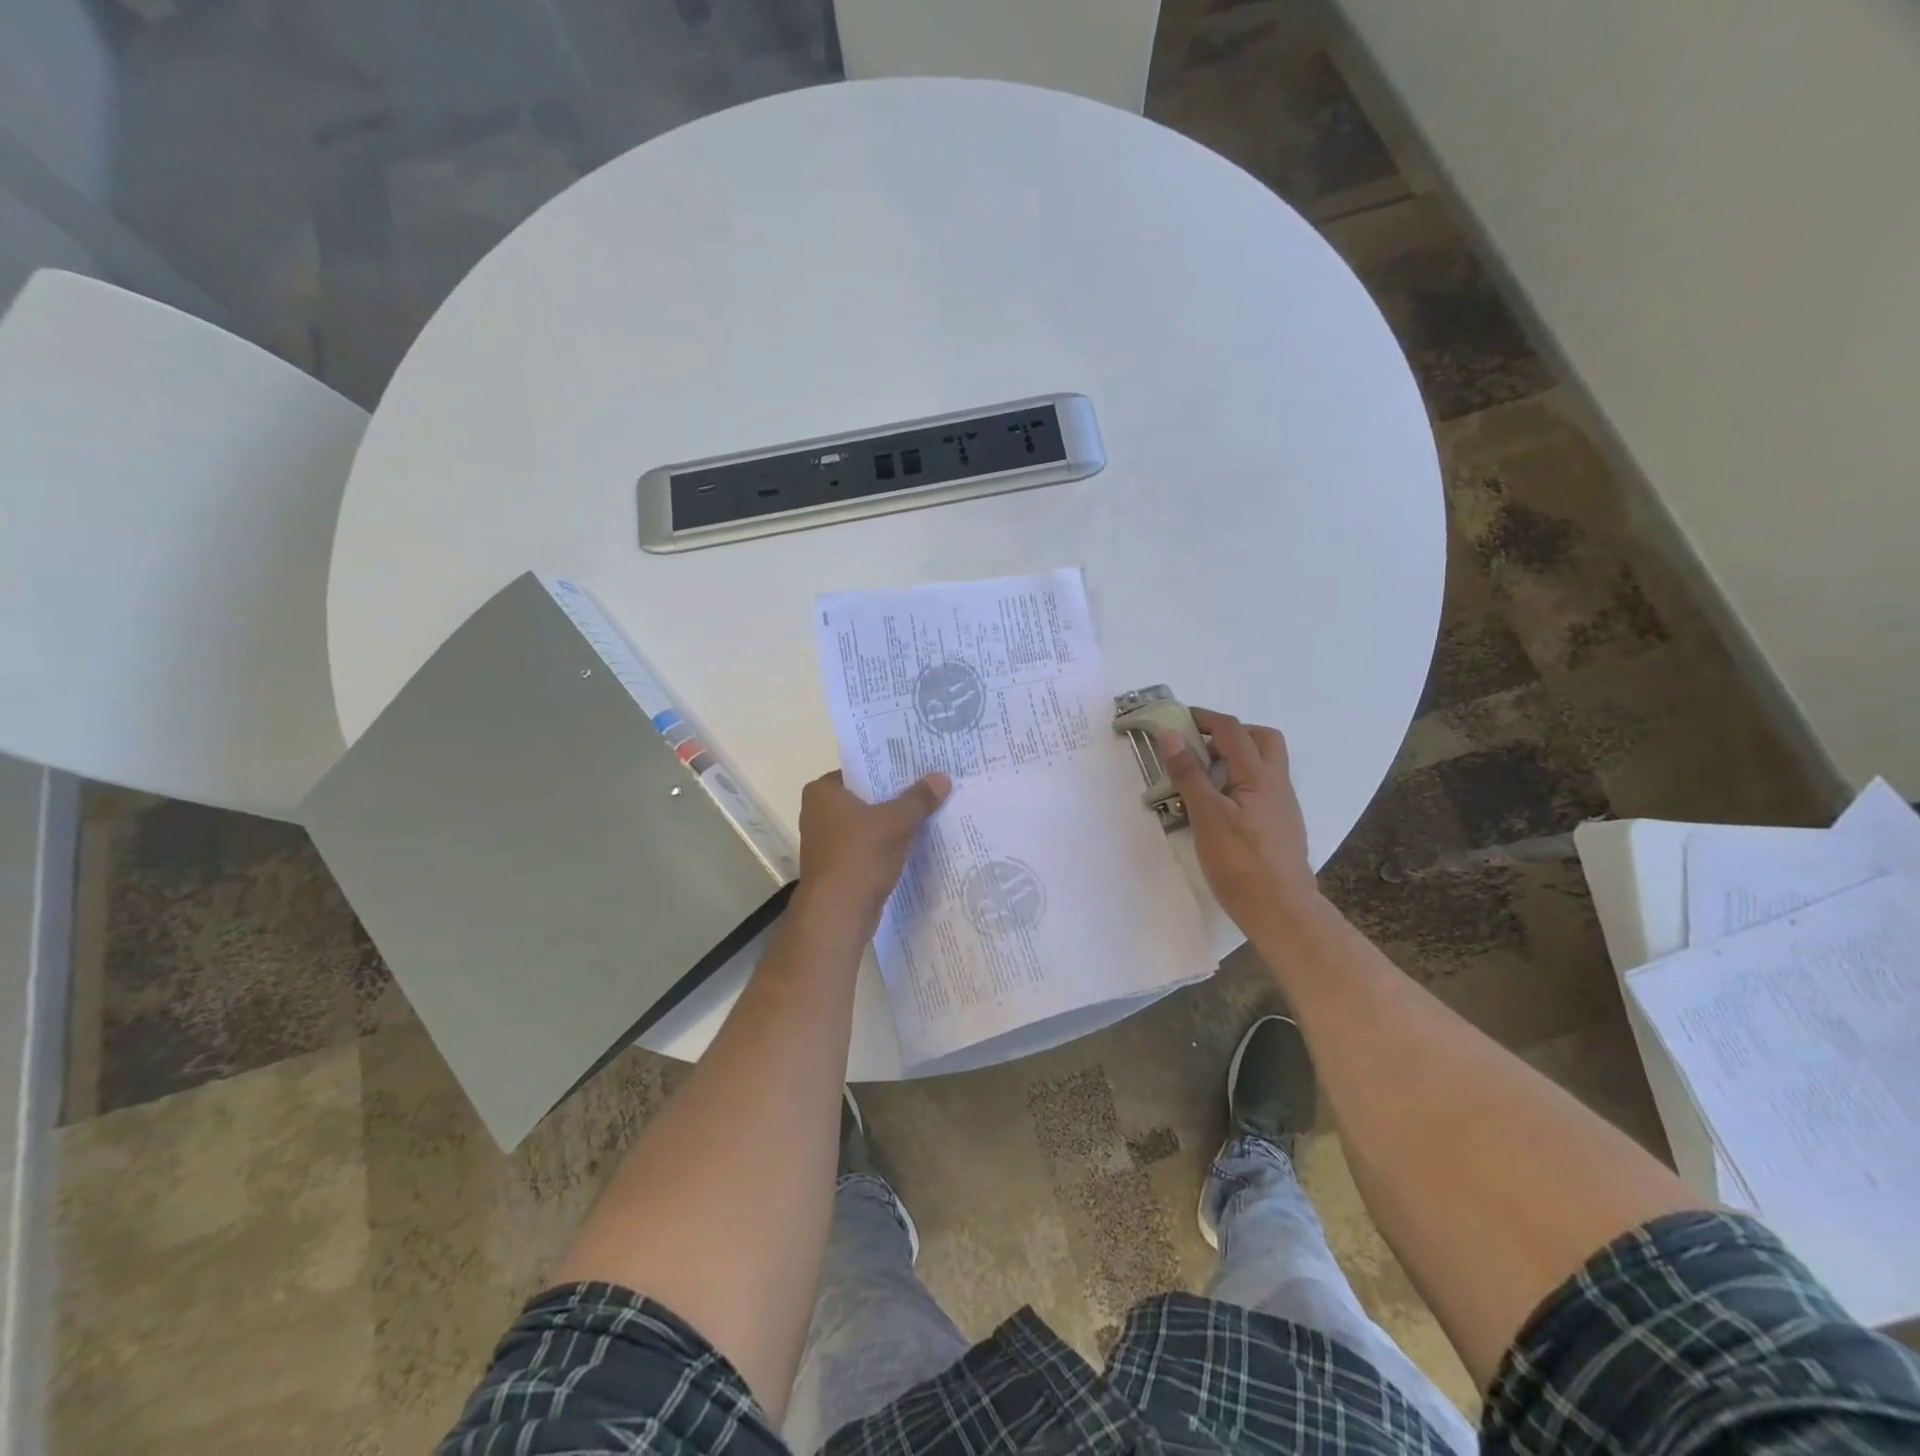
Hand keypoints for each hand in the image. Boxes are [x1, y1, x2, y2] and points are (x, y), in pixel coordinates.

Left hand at [796, 770, 950, 927]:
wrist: (838, 914)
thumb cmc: (859, 856)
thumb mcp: (896, 822)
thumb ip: (918, 799)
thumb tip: (942, 777)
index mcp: (822, 792)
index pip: (859, 769)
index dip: (889, 768)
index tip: (918, 766)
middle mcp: (818, 813)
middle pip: (866, 797)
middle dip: (896, 796)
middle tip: (931, 786)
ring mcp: (827, 842)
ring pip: (868, 824)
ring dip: (893, 822)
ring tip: (929, 811)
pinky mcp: (839, 867)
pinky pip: (868, 847)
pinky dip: (888, 845)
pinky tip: (916, 843)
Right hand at [1157, 710, 1321, 933]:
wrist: (1281, 912)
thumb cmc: (1240, 863)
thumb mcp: (1206, 815)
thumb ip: (1189, 773)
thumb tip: (1171, 734)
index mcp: (1258, 775)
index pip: (1232, 730)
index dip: (1203, 718)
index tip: (1174, 721)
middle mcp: (1276, 784)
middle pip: (1260, 739)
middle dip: (1229, 734)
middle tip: (1199, 748)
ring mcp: (1281, 807)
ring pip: (1263, 765)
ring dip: (1234, 759)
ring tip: (1201, 779)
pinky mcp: (1279, 827)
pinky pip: (1259, 789)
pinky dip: (1237, 784)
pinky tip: (1218, 808)